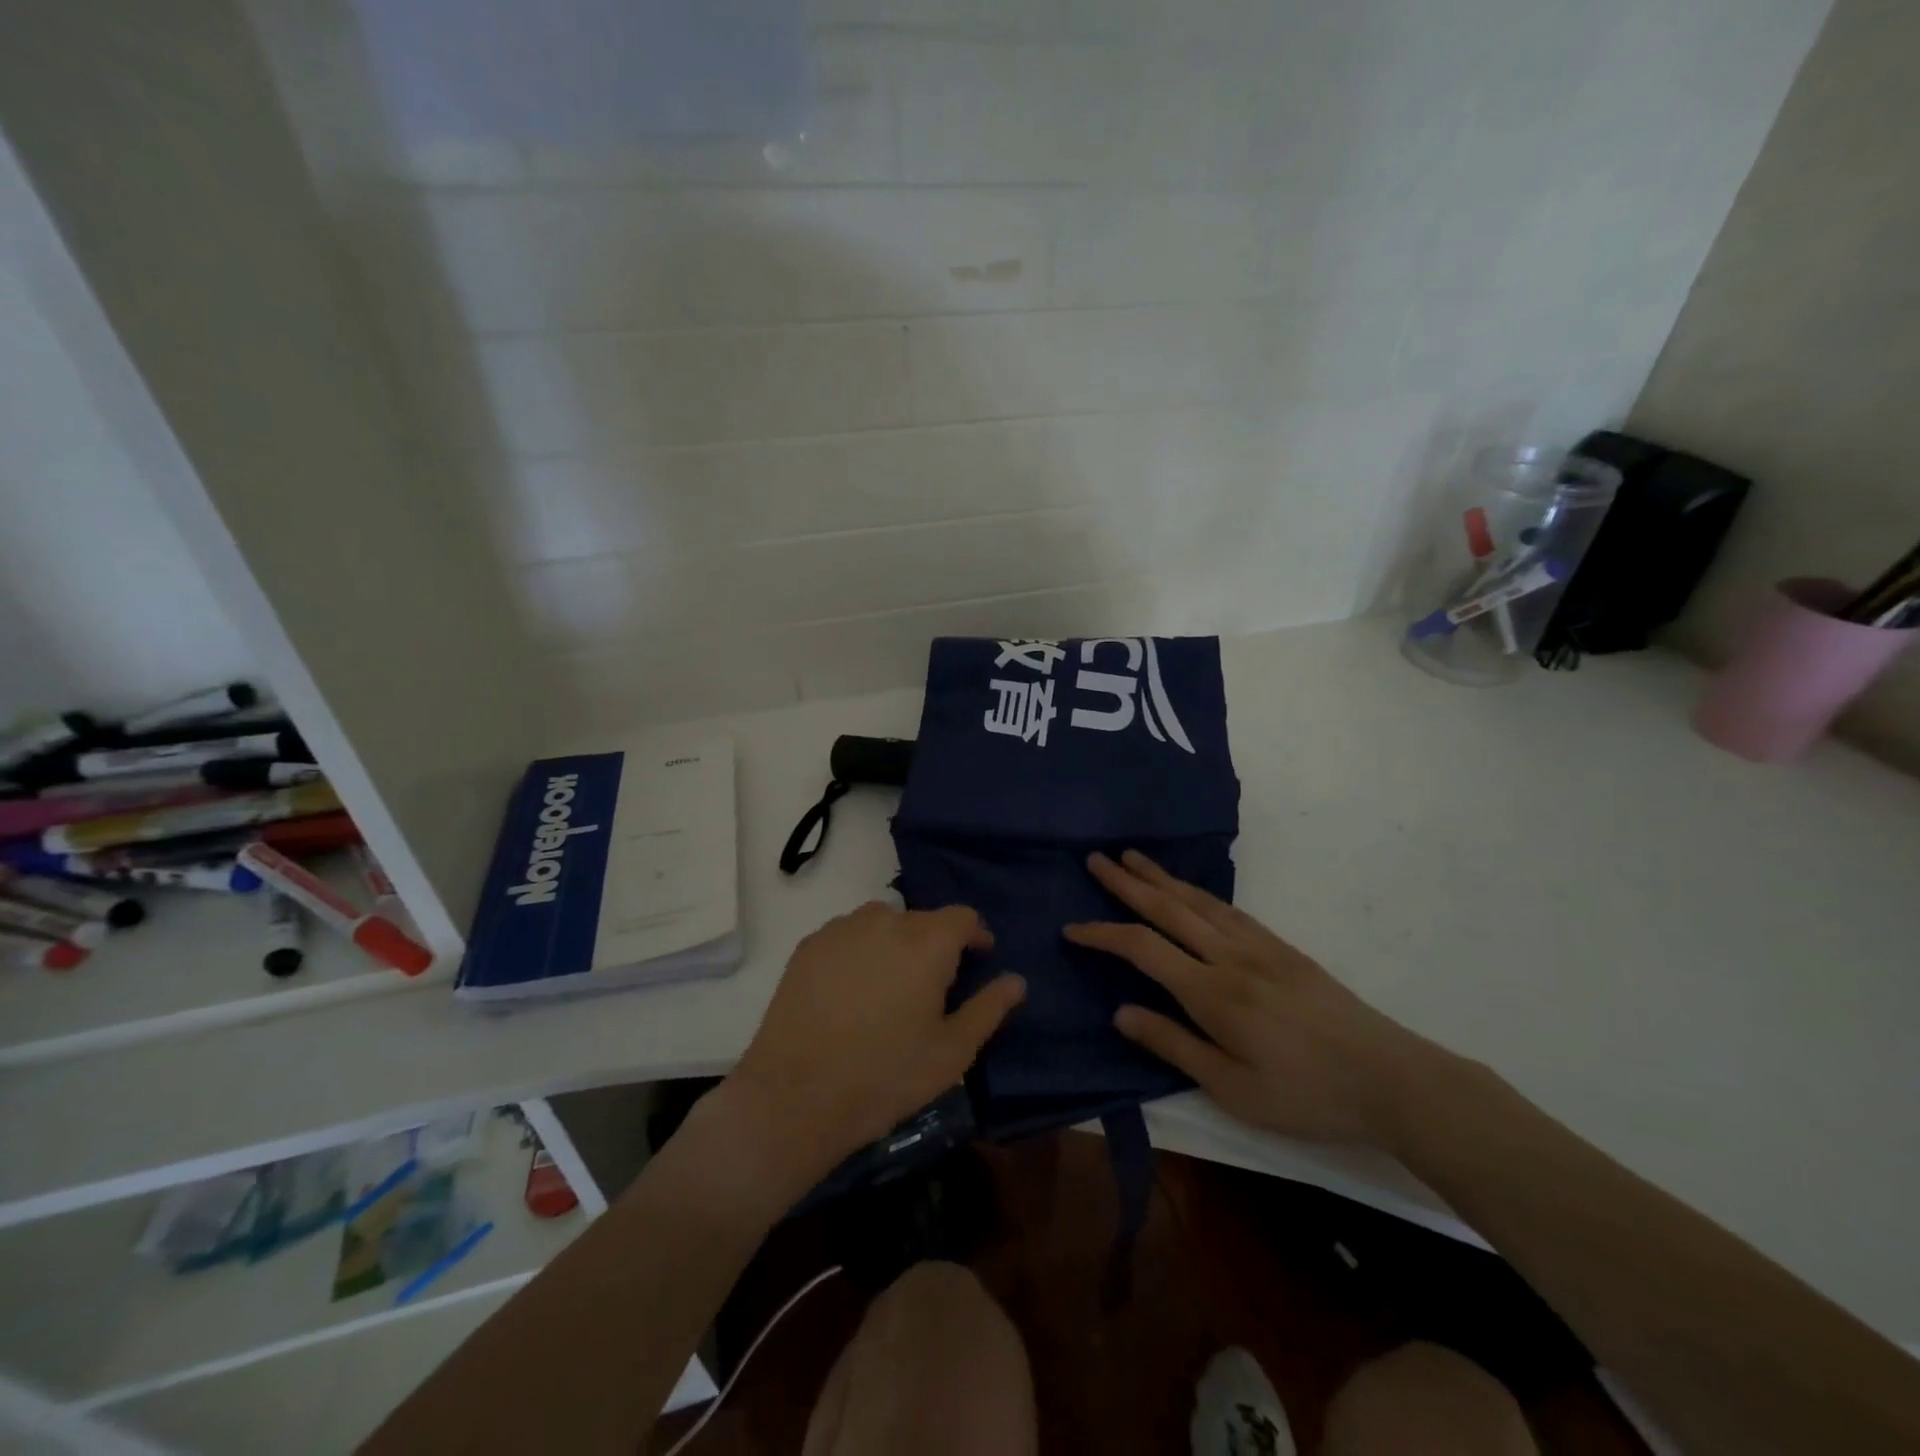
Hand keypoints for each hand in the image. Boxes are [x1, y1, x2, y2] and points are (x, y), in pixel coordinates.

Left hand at [726, 902, 1024, 1184]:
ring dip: (896, 943)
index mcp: (927, 942)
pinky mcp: (809, 945)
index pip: (963, 917)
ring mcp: (842, 929)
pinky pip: (848, 934)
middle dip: (936, 944)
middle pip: (923, 920)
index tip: (979, 959)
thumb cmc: (886, 1075)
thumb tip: (1016, 980)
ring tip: (892, 985)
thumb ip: (989, 1009)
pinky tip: (853, 990)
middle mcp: (885, 920)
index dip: (976, 935)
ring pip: (883, 922)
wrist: (796, 1095)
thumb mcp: (952, 1052)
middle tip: (934, 986)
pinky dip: (860, 950)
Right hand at [1065, 851, 1446, 1146]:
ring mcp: (1259, 947)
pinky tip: (1191, 891)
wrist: (1390, 1078)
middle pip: (1168, 908)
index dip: (1103, 934)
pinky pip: (1230, 909)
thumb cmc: (1305, 1094)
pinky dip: (1200, 892)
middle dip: (1127, 882)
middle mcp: (1230, 956)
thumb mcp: (1231, 1088)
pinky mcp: (1282, 948)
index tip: (1072, 928)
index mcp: (1211, 992)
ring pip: (1198, 901)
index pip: (1142, 948)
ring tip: (1134, 857)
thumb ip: (1173, 1044)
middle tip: (1097, 859)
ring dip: (1161, 877)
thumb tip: (1121, 1011)